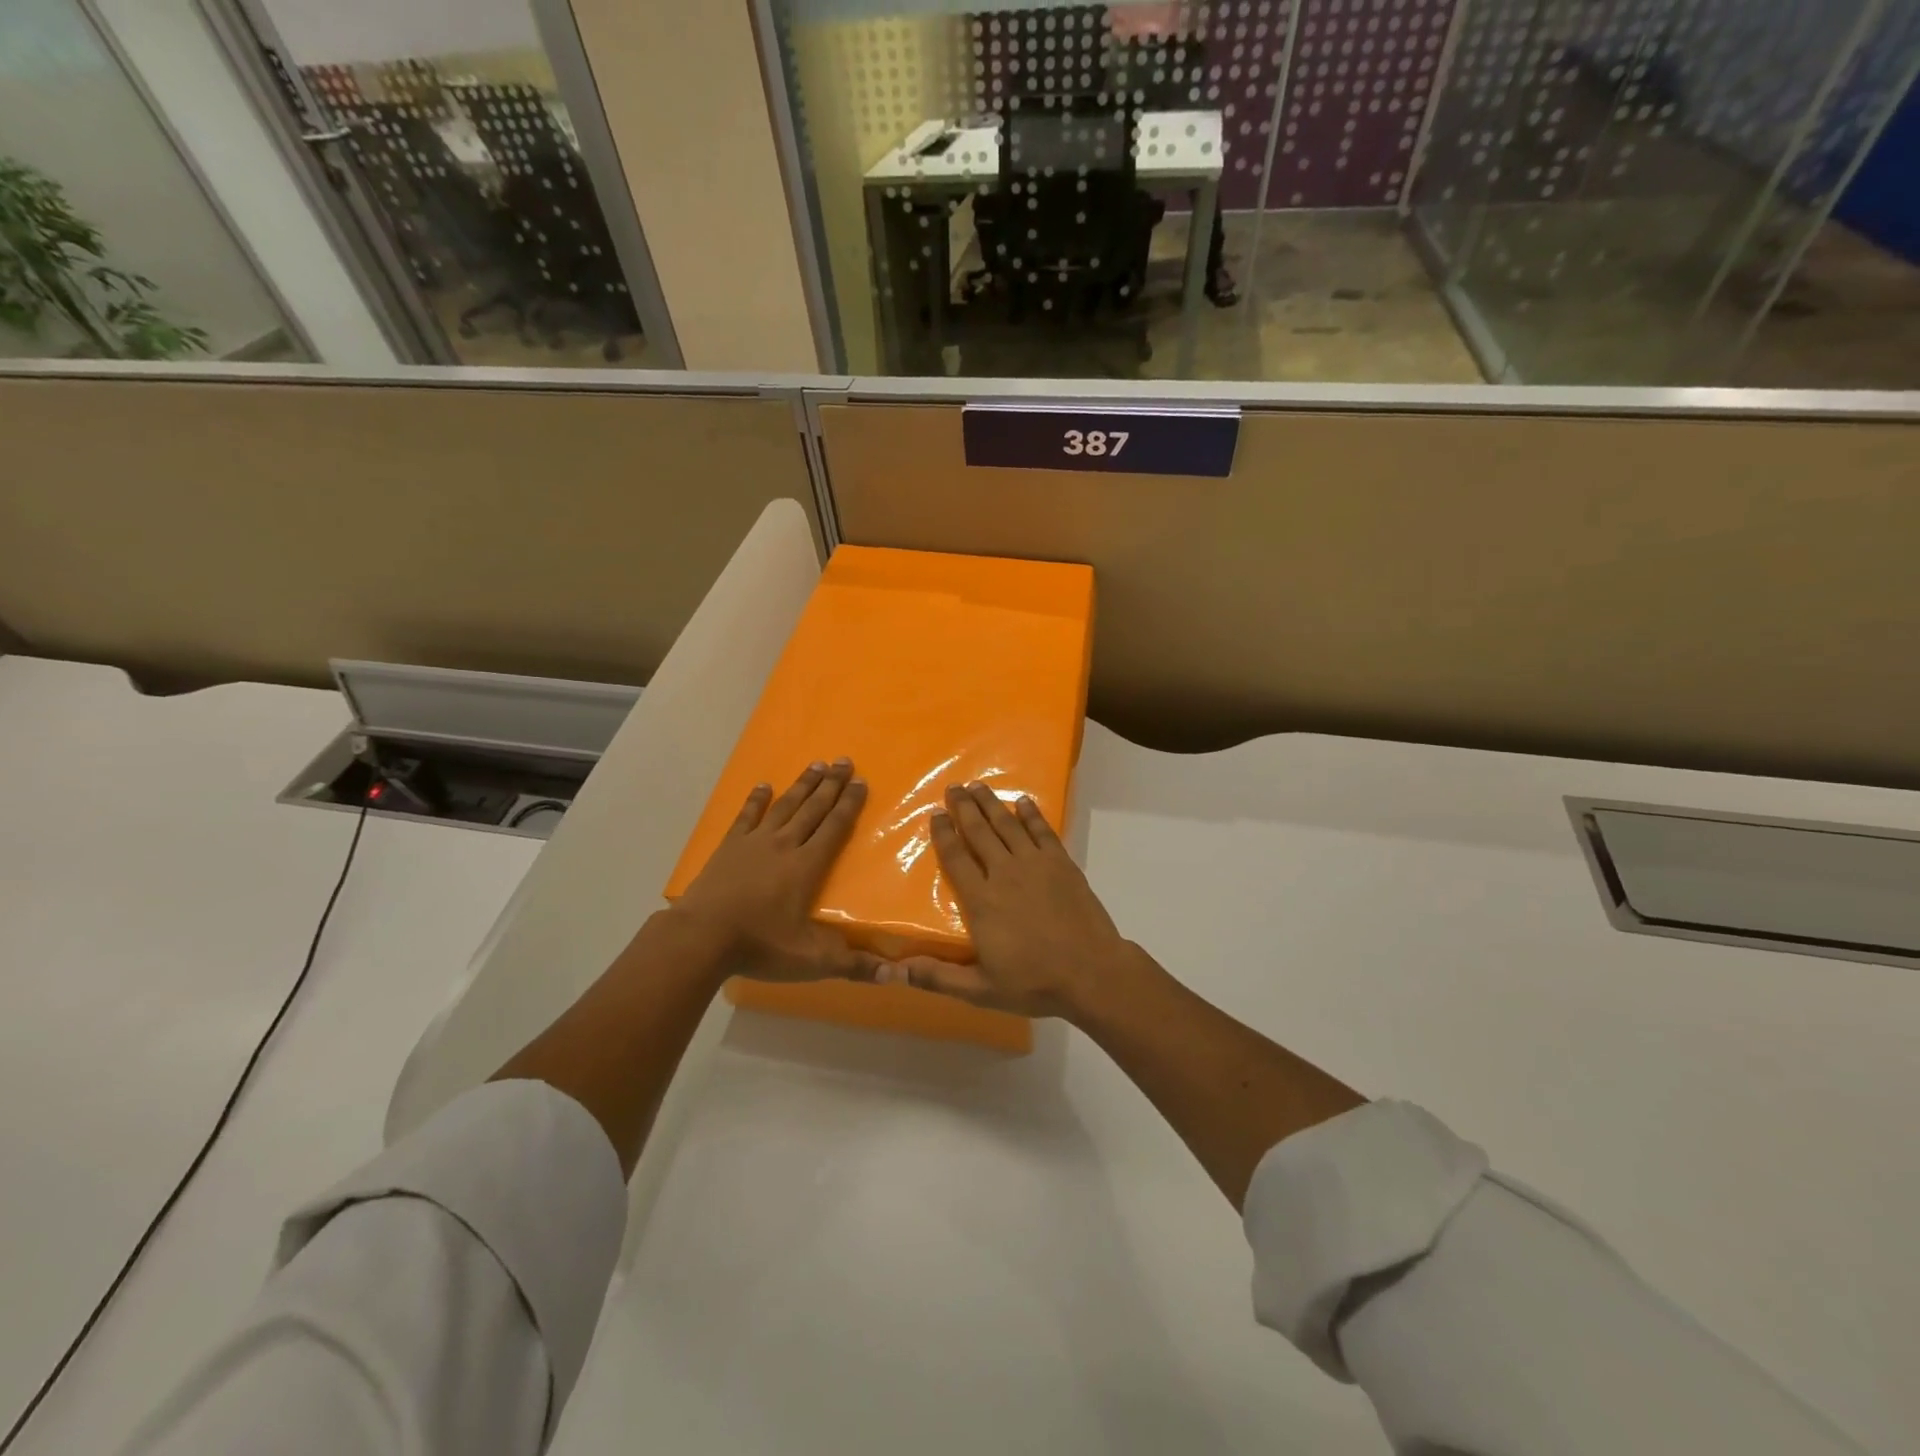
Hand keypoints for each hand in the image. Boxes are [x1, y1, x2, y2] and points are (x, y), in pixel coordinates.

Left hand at [671, 759, 883, 984]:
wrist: (701, 937)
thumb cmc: (759, 946)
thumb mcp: (811, 960)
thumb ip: (853, 965)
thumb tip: (896, 975)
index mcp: (807, 866)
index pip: (834, 828)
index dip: (850, 805)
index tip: (861, 782)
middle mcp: (784, 846)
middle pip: (813, 809)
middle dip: (831, 785)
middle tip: (845, 760)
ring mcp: (754, 843)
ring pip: (785, 806)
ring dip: (802, 785)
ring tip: (817, 764)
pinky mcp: (729, 848)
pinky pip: (746, 817)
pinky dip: (756, 801)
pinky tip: (763, 786)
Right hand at [882, 781, 1137, 1020]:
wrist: (1091, 972)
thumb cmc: (1034, 983)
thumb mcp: (980, 989)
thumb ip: (937, 977)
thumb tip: (894, 971)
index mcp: (981, 900)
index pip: (956, 858)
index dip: (943, 834)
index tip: (935, 814)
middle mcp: (1004, 873)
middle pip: (979, 832)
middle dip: (965, 807)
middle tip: (954, 787)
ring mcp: (1035, 864)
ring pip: (1008, 825)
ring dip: (991, 803)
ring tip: (979, 786)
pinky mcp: (1061, 863)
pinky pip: (1042, 831)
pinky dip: (1031, 814)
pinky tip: (1023, 801)